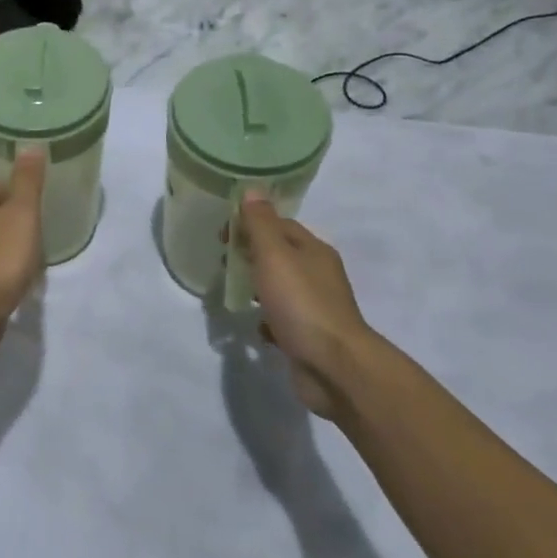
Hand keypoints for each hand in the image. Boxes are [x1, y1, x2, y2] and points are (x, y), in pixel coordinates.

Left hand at [0, 150, 46, 348]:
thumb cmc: (1, 256)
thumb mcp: (22, 212)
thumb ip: (28, 181)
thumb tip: (31, 145)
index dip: (9, 189)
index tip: (31, 202)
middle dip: (7, 218)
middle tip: (34, 228)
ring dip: (3, 246)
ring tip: (28, 256)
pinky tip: (15, 281)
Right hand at [240, 193, 376, 419]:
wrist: (334, 367)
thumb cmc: (302, 303)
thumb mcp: (275, 255)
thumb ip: (260, 224)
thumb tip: (252, 190)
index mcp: (313, 250)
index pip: (280, 225)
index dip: (250, 223)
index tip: (222, 234)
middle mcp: (318, 275)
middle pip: (280, 255)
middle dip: (252, 254)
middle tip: (224, 260)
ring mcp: (315, 307)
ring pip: (281, 288)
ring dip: (258, 287)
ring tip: (234, 291)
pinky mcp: (309, 336)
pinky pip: (283, 320)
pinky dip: (267, 320)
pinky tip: (256, 327)